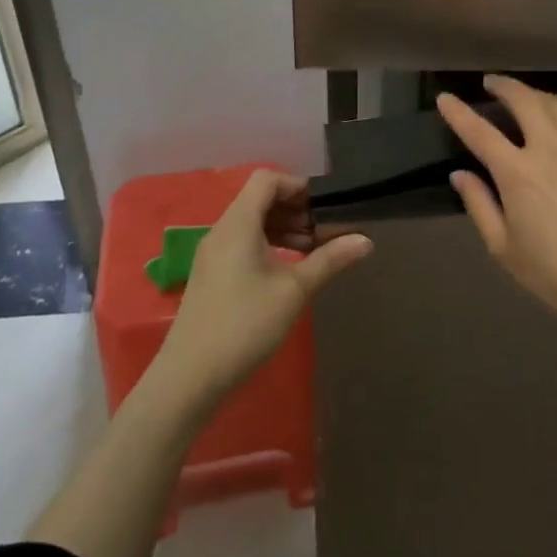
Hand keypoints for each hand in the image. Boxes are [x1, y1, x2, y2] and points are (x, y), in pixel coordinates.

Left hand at [152, 169, 371, 405]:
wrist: (190, 376)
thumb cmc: (245, 324)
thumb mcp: (294, 290)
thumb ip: (330, 260)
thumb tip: (366, 240)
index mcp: (239, 223)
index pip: (267, 180)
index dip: (297, 185)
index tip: (323, 207)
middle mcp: (222, 230)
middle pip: (259, 199)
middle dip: (294, 209)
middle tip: (325, 232)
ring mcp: (212, 253)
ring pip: (251, 222)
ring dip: (282, 228)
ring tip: (312, 251)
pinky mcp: (210, 274)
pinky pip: (241, 242)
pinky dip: (266, 244)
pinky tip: (286, 270)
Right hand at [437, 75, 556, 353]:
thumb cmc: (556, 274)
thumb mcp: (504, 248)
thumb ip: (480, 206)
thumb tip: (460, 174)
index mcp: (517, 174)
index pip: (479, 133)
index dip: (458, 113)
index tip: (445, 98)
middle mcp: (550, 150)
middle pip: (524, 103)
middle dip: (504, 87)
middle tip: (491, 83)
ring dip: (538, 94)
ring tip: (527, 94)